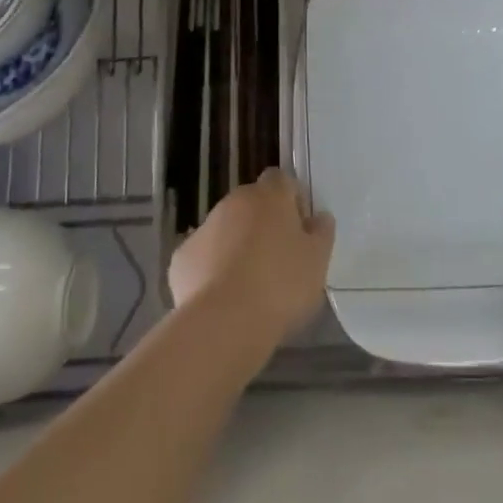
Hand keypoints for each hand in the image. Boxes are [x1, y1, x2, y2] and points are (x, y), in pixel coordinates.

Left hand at [170, 169, 334, 345]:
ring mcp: (203, 228)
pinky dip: (212, 269)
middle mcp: (233, 202)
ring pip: (225, 230)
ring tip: (250, 285)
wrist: (223, 322)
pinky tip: (223, 298)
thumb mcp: (317, 261)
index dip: (291, 199)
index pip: (281, 179)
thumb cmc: (281, 285)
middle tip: (278, 260)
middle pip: (251, 204)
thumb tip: (317, 218)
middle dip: (263, 224)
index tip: (300, 229)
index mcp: (269, 196)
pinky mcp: (181, 258)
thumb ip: (321, 233)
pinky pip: (203, 256)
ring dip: (236, 246)